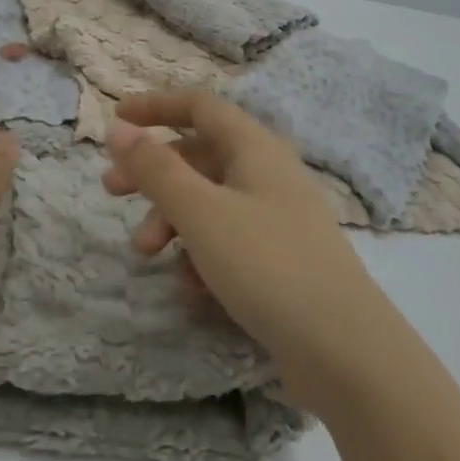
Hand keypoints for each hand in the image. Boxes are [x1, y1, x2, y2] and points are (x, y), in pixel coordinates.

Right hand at [102, 90, 386, 410]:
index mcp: (255, 148)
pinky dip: (202, 253)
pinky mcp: (282, 260)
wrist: (347, 354)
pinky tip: (193, 289)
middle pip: (198, 156)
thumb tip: (118, 128)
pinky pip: (229, 240)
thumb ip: (155, 169)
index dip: (155, 106)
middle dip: (153, 174)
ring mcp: (278, 218)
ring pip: (210, 202)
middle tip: (112, 192)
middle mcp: (268, 173)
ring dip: (173, 220)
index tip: (116, 119)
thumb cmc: (267, 265)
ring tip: (149, 255)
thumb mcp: (200, 212)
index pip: (199, 106)